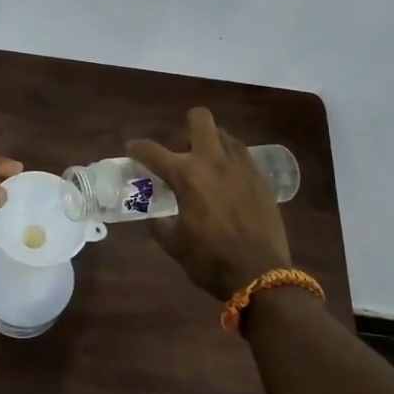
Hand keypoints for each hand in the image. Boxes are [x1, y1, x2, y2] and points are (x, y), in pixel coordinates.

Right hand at [128, 108, 292, 301]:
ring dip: (212, 143)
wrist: (260, 274)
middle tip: (183, 145)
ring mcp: (242, 167)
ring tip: (208, 164)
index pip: (153, 151)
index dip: (137, 148)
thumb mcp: (174, 244)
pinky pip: (244, 156)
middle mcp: (213, 161)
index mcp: (186, 176)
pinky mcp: (262, 178)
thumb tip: (155, 216)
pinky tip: (230, 180)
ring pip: (225, 135)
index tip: (132, 149)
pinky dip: (232, 161)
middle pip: (200, 120)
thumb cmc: (210, 260)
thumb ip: (159, 223)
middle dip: (188, 124)